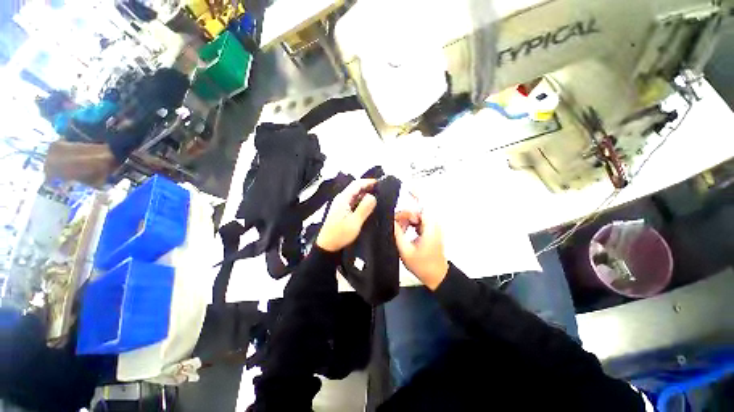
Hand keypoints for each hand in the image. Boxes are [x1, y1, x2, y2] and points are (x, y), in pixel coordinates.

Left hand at [316, 179, 377, 251]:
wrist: (327, 246)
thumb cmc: (339, 235)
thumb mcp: (354, 222)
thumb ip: (364, 208)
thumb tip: (373, 196)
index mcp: (343, 199)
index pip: (356, 184)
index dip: (368, 182)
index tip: (379, 183)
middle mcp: (341, 199)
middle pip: (355, 188)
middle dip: (368, 188)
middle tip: (380, 191)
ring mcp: (341, 205)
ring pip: (355, 196)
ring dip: (365, 195)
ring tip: (377, 198)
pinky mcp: (342, 211)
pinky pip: (353, 202)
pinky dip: (361, 202)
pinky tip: (368, 206)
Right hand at [394, 211, 448, 289]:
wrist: (436, 276)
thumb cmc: (422, 266)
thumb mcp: (405, 251)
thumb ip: (397, 234)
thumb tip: (391, 221)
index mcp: (430, 228)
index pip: (419, 209)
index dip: (406, 211)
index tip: (397, 219)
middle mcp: (434, 225)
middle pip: (417, 211)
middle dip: (405, 217)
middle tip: (396, 226)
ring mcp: (433, 228)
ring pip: (417, 216)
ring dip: (407, 221)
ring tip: (400, 230)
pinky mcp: (431, 231)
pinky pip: (419, 222)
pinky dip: (411, 225)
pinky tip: (405, 232)